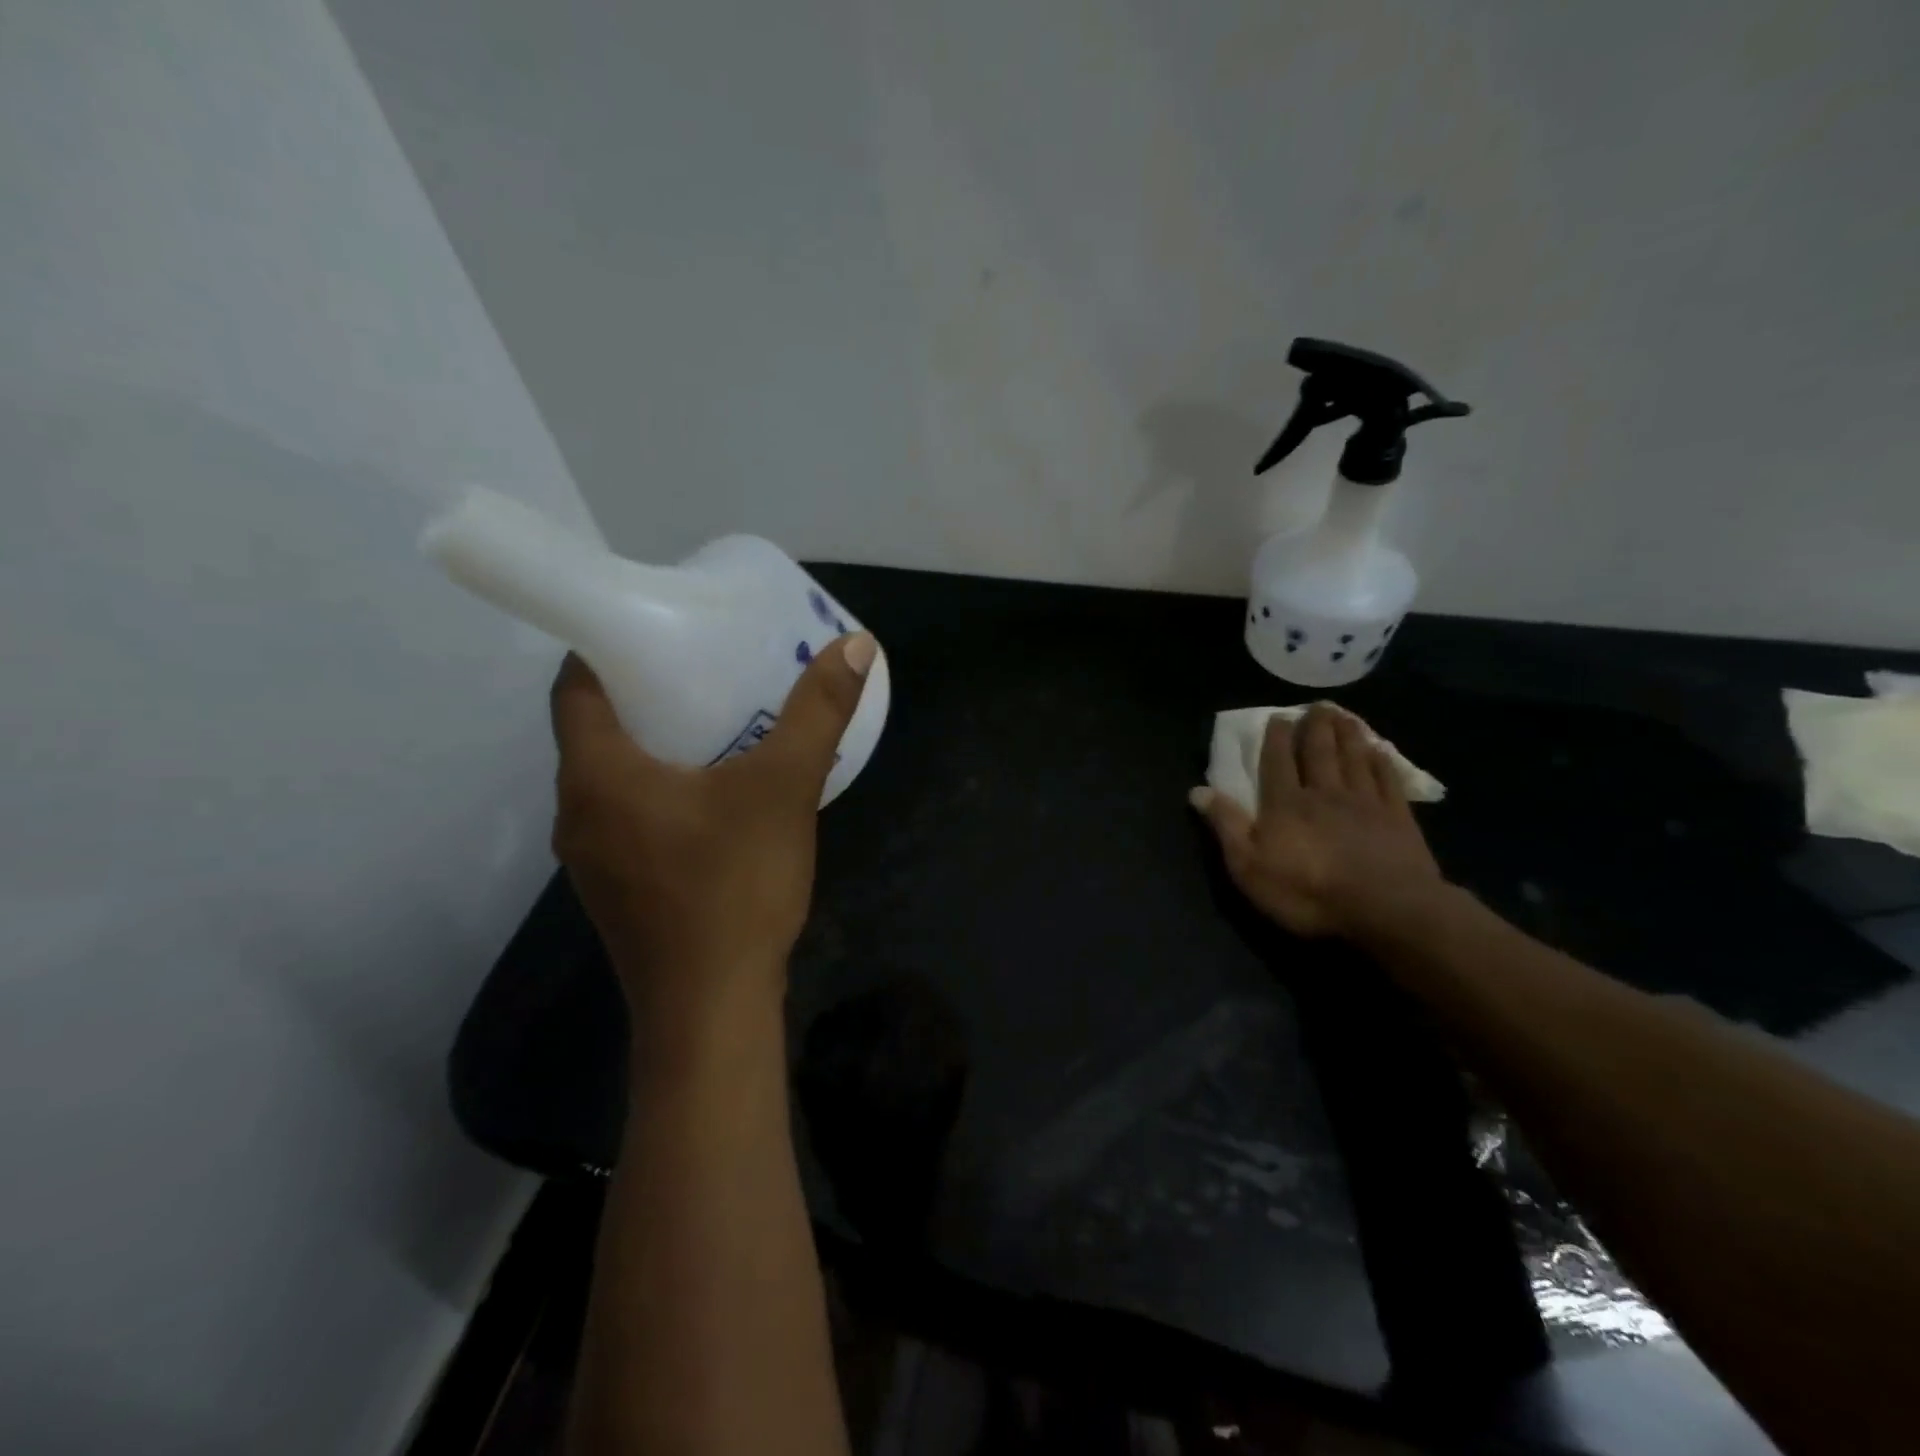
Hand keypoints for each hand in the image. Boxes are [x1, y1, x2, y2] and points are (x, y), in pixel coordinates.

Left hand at [549, 634, 878, 1022]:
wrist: (712, 1010)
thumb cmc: (733, 886)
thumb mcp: (783, 788)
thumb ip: (817, 714)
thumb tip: (857, 646)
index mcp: (597, 775)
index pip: (574, 686)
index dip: (607, 649)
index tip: (660, 629)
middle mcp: (577, 813)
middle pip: (597, 731)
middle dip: (645, 695)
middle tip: (706, 669)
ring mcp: (593, 860)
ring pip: (615, 780)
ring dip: (657, 748)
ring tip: (718, 723)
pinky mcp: (620, 891)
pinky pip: (632, 818)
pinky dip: (664, 792)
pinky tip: (719, 797)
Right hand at [1191, 704, 1446, 940]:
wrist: (1385, 908)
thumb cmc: (1307, 891)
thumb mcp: (1249, 866)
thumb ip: (1226, 825)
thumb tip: (1198, 791)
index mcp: (1285, 804)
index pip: (1277, 762)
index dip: (1276, 739)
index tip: (1278, 716)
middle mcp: (1324, 793)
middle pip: (1319, 753)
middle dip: (1315, 727)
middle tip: (1317, 705)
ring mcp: (1365, 803)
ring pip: (1353, 759)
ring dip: (1348, 735)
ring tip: (1344, 715)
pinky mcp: (1398, 819)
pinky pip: (1388, 782)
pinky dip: (1383, 763)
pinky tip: (1380, 751)